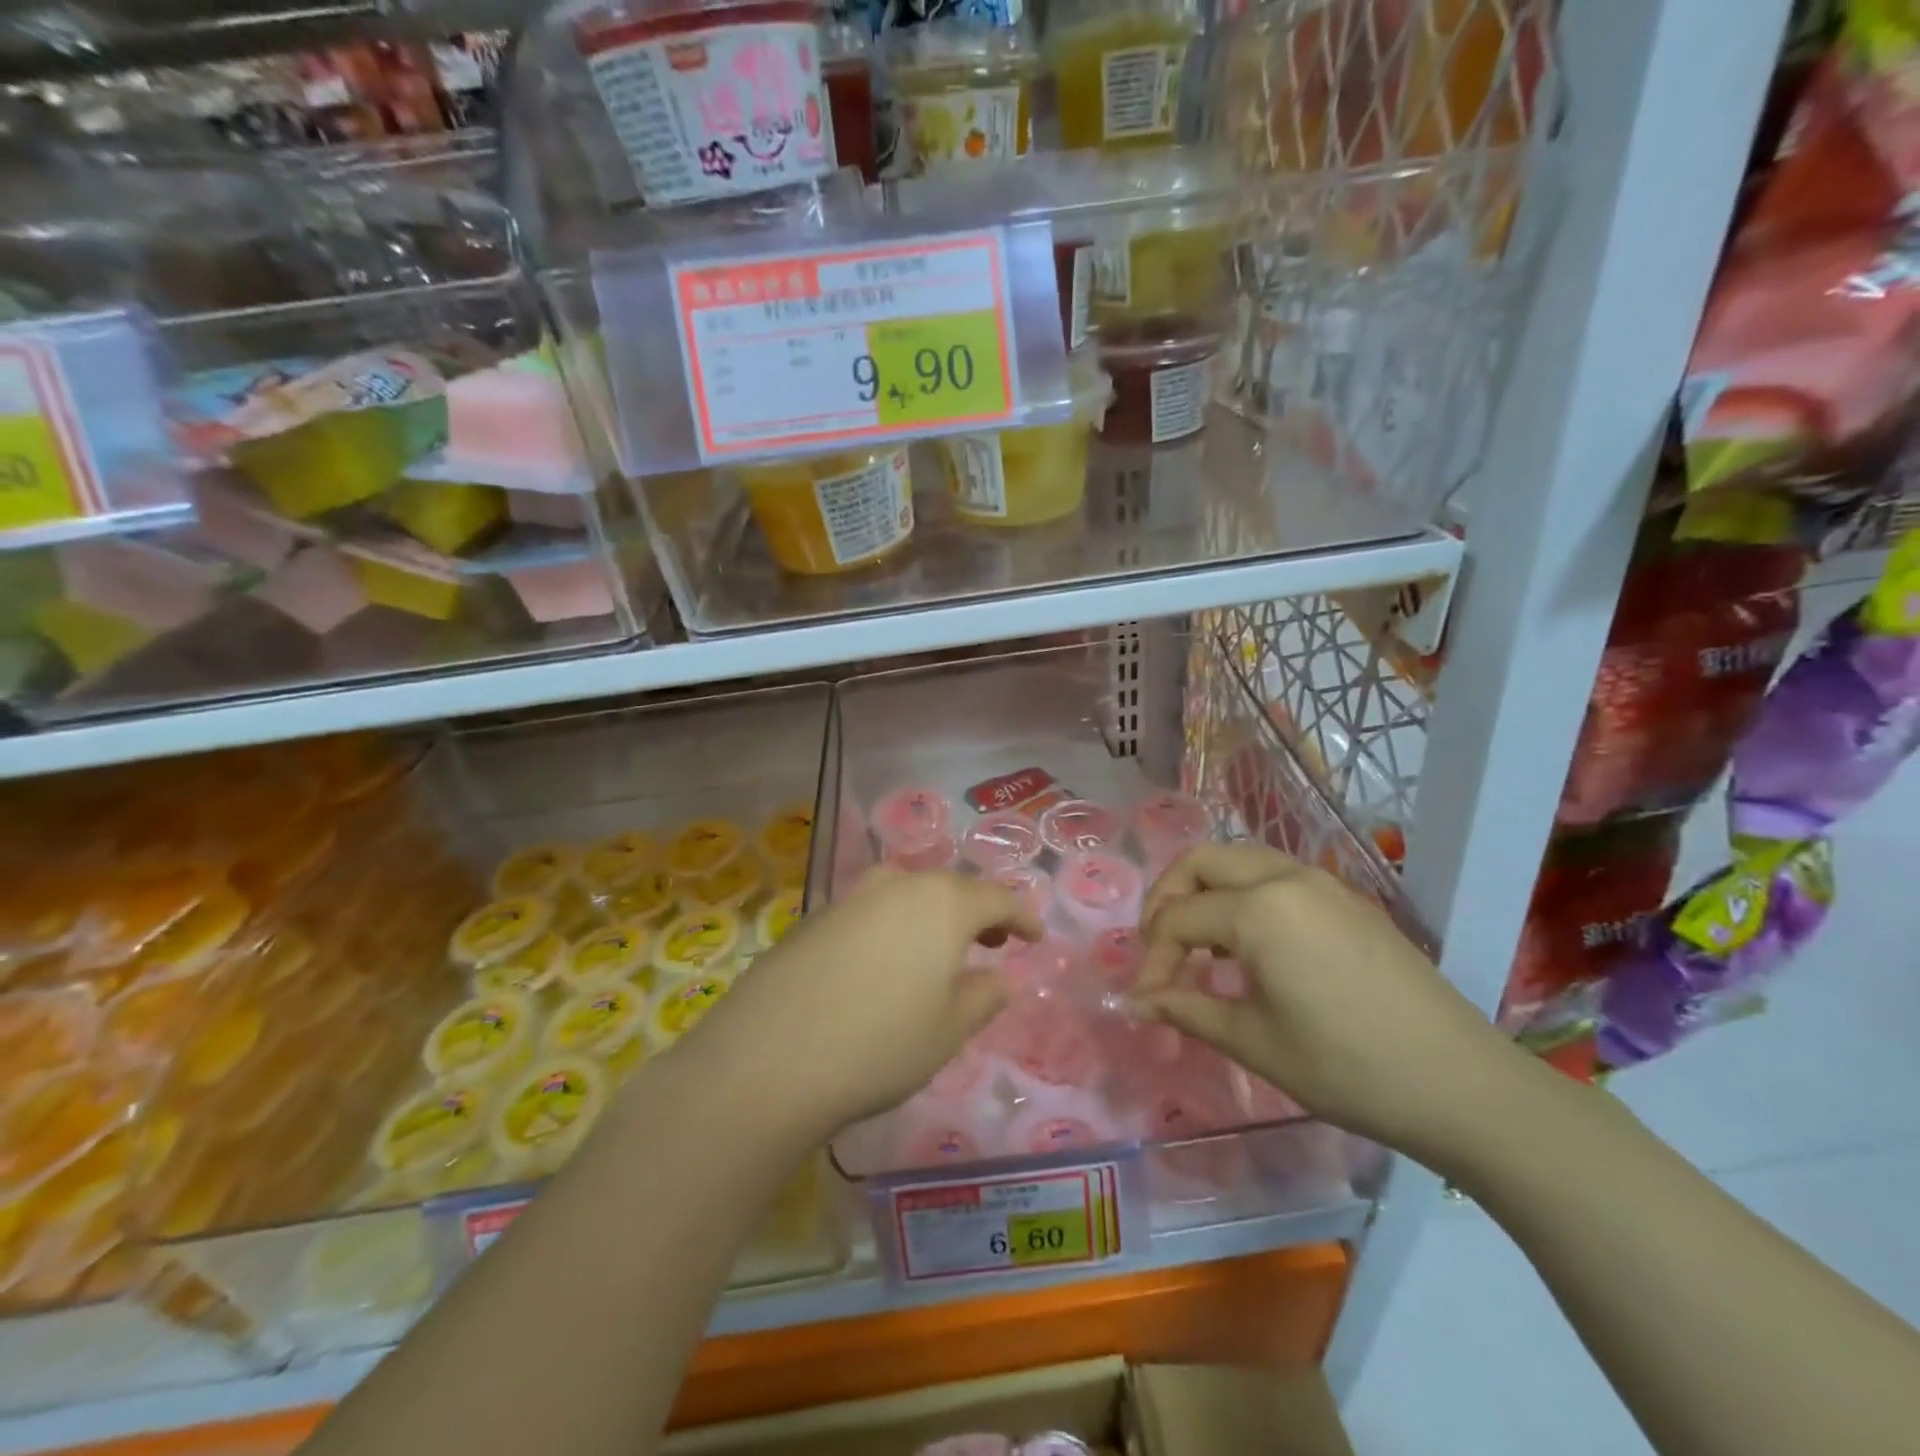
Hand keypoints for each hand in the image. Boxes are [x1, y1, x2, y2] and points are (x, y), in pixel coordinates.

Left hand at [690, 870, 1043, 1136]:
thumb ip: (983, 997)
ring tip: (940, 949)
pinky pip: (871, 911)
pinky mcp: (815, 917)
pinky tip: (885, 962)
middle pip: (950, 888)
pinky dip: (893, 926)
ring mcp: (851, 897)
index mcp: (942, 904)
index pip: (997, 898)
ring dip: (932, 915)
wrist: (767, 1057)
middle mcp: (898, 886)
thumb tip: (1000, 978)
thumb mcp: (947, 1031)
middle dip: (977, 911)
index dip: (1021, 915)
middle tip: (991, 941)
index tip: (1035, 936)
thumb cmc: (878, 1045)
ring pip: (908, 894)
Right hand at [1136, 844, 1529, 1160]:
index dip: (1153, 960)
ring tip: (1198, 942)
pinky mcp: (1349, 899)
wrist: (1463, 1086)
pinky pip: (1276, 876)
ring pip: (1241, 860)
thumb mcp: (1255, 1042)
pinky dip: (1243, 895)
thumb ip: (1188, 1010)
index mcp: (1259, 909)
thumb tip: (1137, 1001)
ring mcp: (1323, 883)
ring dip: (1206, 890)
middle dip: (1167, 898)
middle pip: (1202, 862)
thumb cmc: (1348, 1068)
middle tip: (1158, 947)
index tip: (1147, 1001)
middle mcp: (1287, 878)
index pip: (1179, 919)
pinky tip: (1249, 944)